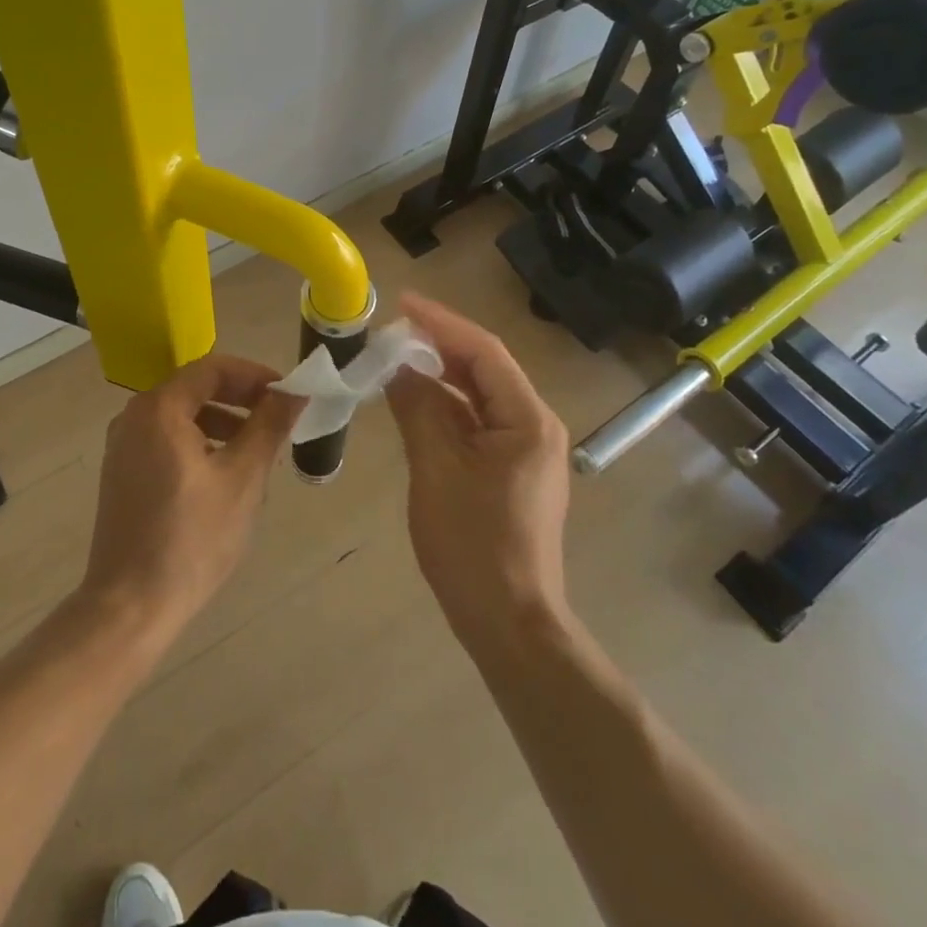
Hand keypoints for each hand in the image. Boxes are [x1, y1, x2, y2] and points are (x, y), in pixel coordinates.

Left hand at [79, 355, 303, 640]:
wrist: (129, 606)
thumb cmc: (192, 538)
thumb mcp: (242, 478)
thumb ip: (269, 426)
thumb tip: (296, 391)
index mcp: (159, 409)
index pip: (213, 369)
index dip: (255, 376)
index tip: (288, 395)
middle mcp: (134, 417)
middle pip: (195, 389)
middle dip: (241, 400)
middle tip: (278, 421)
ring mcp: (123, 447)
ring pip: (182, 417)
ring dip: (223, 423)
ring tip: (258, 452)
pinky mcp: (122, 474)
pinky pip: (167, 441)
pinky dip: (200, 444)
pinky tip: (225, 476)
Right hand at [385, 295, 571, 649]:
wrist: (509, 622)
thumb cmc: (473, 544)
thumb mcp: (436, 468)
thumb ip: (417, 408)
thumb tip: (397, 368)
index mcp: (527, 419)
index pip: (483, 352)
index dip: (441, 323)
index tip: (401, 304)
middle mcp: (534, 426)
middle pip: (484, 369)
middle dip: (439, 346)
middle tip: (392, 331)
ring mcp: (526, 450)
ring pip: (479, 396)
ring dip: (440, 376)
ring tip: (396, 360)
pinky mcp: (512, 470)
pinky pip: (477, 423)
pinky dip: (446, 408)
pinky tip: (415, 404)